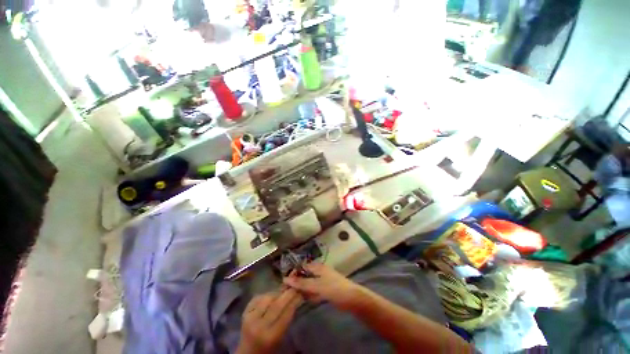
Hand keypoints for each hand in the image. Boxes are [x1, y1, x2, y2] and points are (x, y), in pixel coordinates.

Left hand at [236, 289, 302, 353]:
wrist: (247, 352)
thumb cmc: (269, 348)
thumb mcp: (281, 336)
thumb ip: (288, 318)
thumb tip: (297, 297)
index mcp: (271, 335)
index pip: (286, 313)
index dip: (295, 300)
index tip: (301, 291)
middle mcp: (259, 325)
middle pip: (276, 304)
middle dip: (288, 293)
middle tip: (295, 285)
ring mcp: (250, 317)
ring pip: (267, 297)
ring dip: (277, 292)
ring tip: (284, 290)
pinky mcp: (244, 312)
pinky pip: (258, 297)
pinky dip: (267, 293)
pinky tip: (272, 294)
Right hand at [283, 262, 362, 309]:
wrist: (351, 299)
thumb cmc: (334, 288)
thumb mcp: (316, 285)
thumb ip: (302, 283)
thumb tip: (286, 279)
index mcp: (318, 267)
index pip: (302, 267)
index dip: (294, 273)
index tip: (284, 282)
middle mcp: (319, 272)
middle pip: (305, 276)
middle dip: (297, 282)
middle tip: (287, 291)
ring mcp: (323, 281)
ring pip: (309, 284)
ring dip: (303, 289)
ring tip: (293, 297)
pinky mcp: (326, 290)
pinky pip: (315, 291)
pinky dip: (310, 295)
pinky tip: (304, 300)